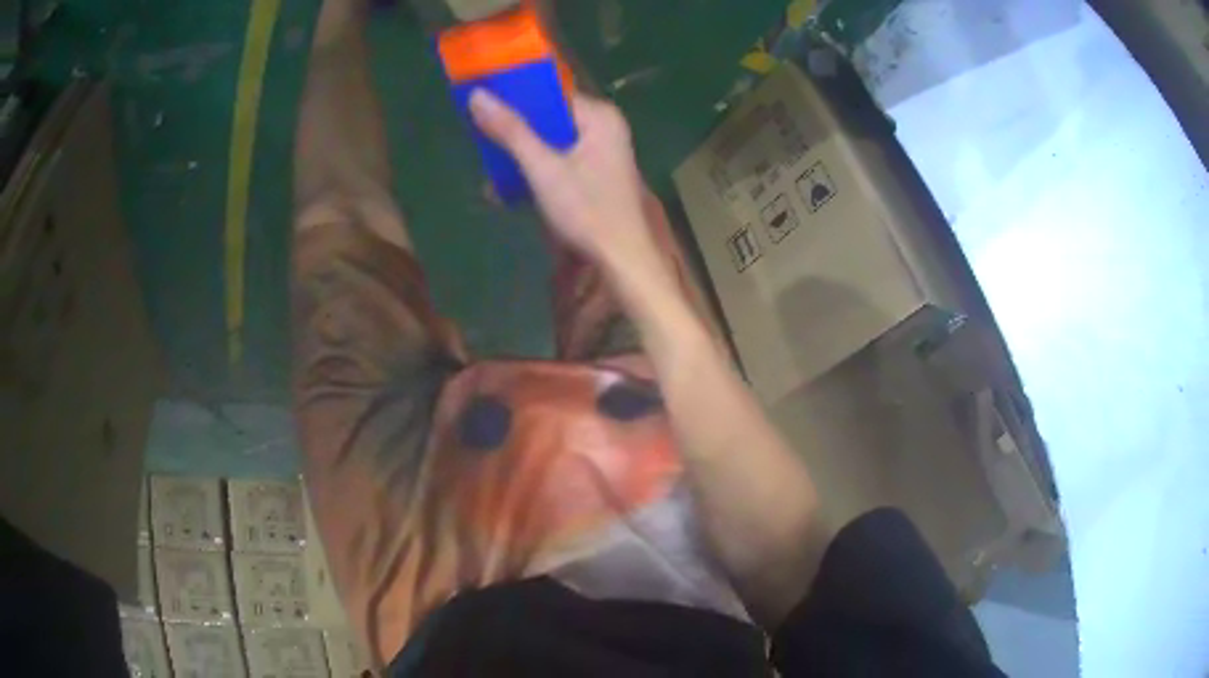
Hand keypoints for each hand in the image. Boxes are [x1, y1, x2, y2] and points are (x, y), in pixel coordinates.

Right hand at [469, 89, 657, 266]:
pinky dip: (536, 173)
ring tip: (489, 173)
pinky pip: (559, 163)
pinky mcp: (596, 176)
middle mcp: (604, 128)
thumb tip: (477, 95)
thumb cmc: (586, 210)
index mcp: (599, 117)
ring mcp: (602, 153)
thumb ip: (510, 131)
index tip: (483, 103)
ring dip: (520, 158)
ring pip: (551, 143)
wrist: (622, 261)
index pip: (551, 93)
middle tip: (479, 140)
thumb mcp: (542, 168)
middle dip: (514, 133)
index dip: (516, 96)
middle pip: (549, 119)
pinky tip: (507, 191)